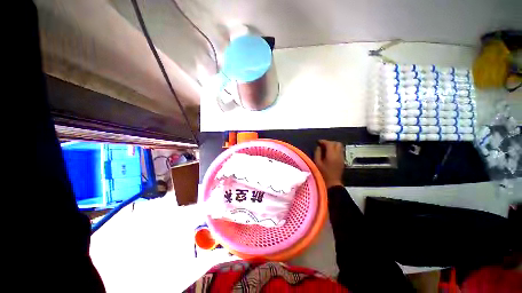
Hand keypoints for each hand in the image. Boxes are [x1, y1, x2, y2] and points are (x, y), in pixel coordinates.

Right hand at [314, 140, 344, 188]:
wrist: (332, 183)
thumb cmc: (323, 174)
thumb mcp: (317, 163)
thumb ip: (317, 153)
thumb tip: (318, 147)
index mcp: (332, 155)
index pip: (329, 143)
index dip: (323, 141)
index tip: (318, 142)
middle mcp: (339, 155)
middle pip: (337, 143)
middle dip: (329, 142)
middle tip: (322, 145)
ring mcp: (342, 158)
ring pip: (340, 147)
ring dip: (333, 145)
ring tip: (325, 148)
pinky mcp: (342, 161)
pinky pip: (340, 151)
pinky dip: (335, 149)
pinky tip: (329, 153)